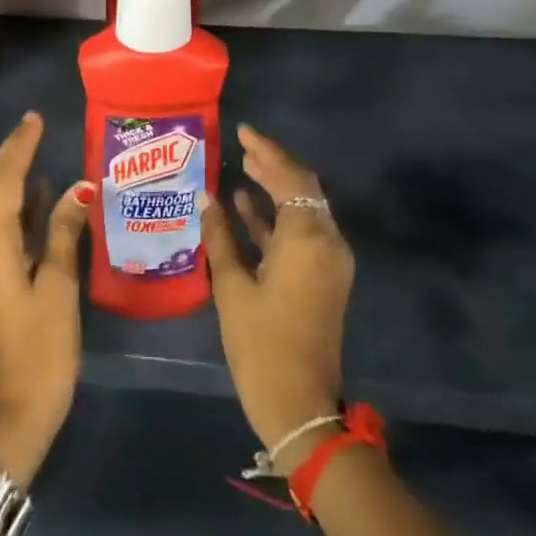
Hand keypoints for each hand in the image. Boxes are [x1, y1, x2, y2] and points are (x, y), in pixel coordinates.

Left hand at [0, 112, 88, 486]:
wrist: (22, 406)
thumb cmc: (43, 347)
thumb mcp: (59, 287)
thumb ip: (66, 233)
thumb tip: (81, 187)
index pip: (4, 182)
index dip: (19, 148)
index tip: (36, 119)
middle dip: (12, 154)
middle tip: (36, 125)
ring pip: (0, 205)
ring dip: (17, 174)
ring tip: (39, 145)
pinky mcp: (2, 274)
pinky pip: (11, 225)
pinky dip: (26, 203)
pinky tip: (47, 192)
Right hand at [203, 124, 354, 470]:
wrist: (299, 404)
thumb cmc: (261, 343)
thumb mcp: (232, 286)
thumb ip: (219, 236)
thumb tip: (206, 197)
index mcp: (308, 238)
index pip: (290, 177)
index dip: (266, 151)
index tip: (242, 131)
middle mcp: (327, 242)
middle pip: (303, 188)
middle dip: (273, 165)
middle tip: (242, 146)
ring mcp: (329, 261)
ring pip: (304, 209)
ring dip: (276, 189)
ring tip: (243, 167)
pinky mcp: (324, 278)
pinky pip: (302, 234)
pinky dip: (278, 218)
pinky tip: (245, 206)